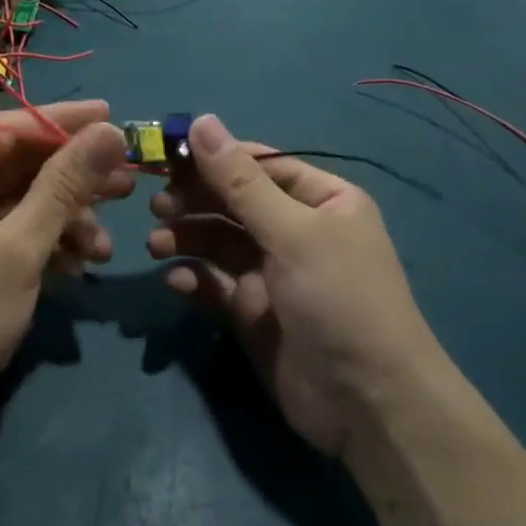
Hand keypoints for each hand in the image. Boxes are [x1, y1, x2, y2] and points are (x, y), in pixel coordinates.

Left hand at [0, 100, 131, 431]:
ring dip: (64, 221)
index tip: (111, 117)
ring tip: (105, 245)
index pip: (5, 130)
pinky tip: (80, 265)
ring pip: (19, 205)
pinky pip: (11, 236)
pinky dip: (45, 246)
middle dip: (71, 180)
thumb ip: (64, 185)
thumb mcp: (18, 247)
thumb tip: (109, 131)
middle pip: (16, 168)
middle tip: (126, 182)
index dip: (61, 123)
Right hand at [146, 115, 434, 457]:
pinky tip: (175, 281)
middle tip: (157, 203)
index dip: (213, 156)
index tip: (166, 154)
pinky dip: (193, 278)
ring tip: (157, 243)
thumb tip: (202, 120)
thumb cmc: (340, 299)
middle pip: (233, 201)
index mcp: (321, 200)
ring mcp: (273, 273)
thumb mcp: (292, 233)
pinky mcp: (253, 312)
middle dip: (194, 199)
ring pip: (218, 241)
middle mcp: (296, 230)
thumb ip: (239, 181)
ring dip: (186, 237)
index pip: (259, 164)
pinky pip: (215, 283)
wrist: (369, 405)